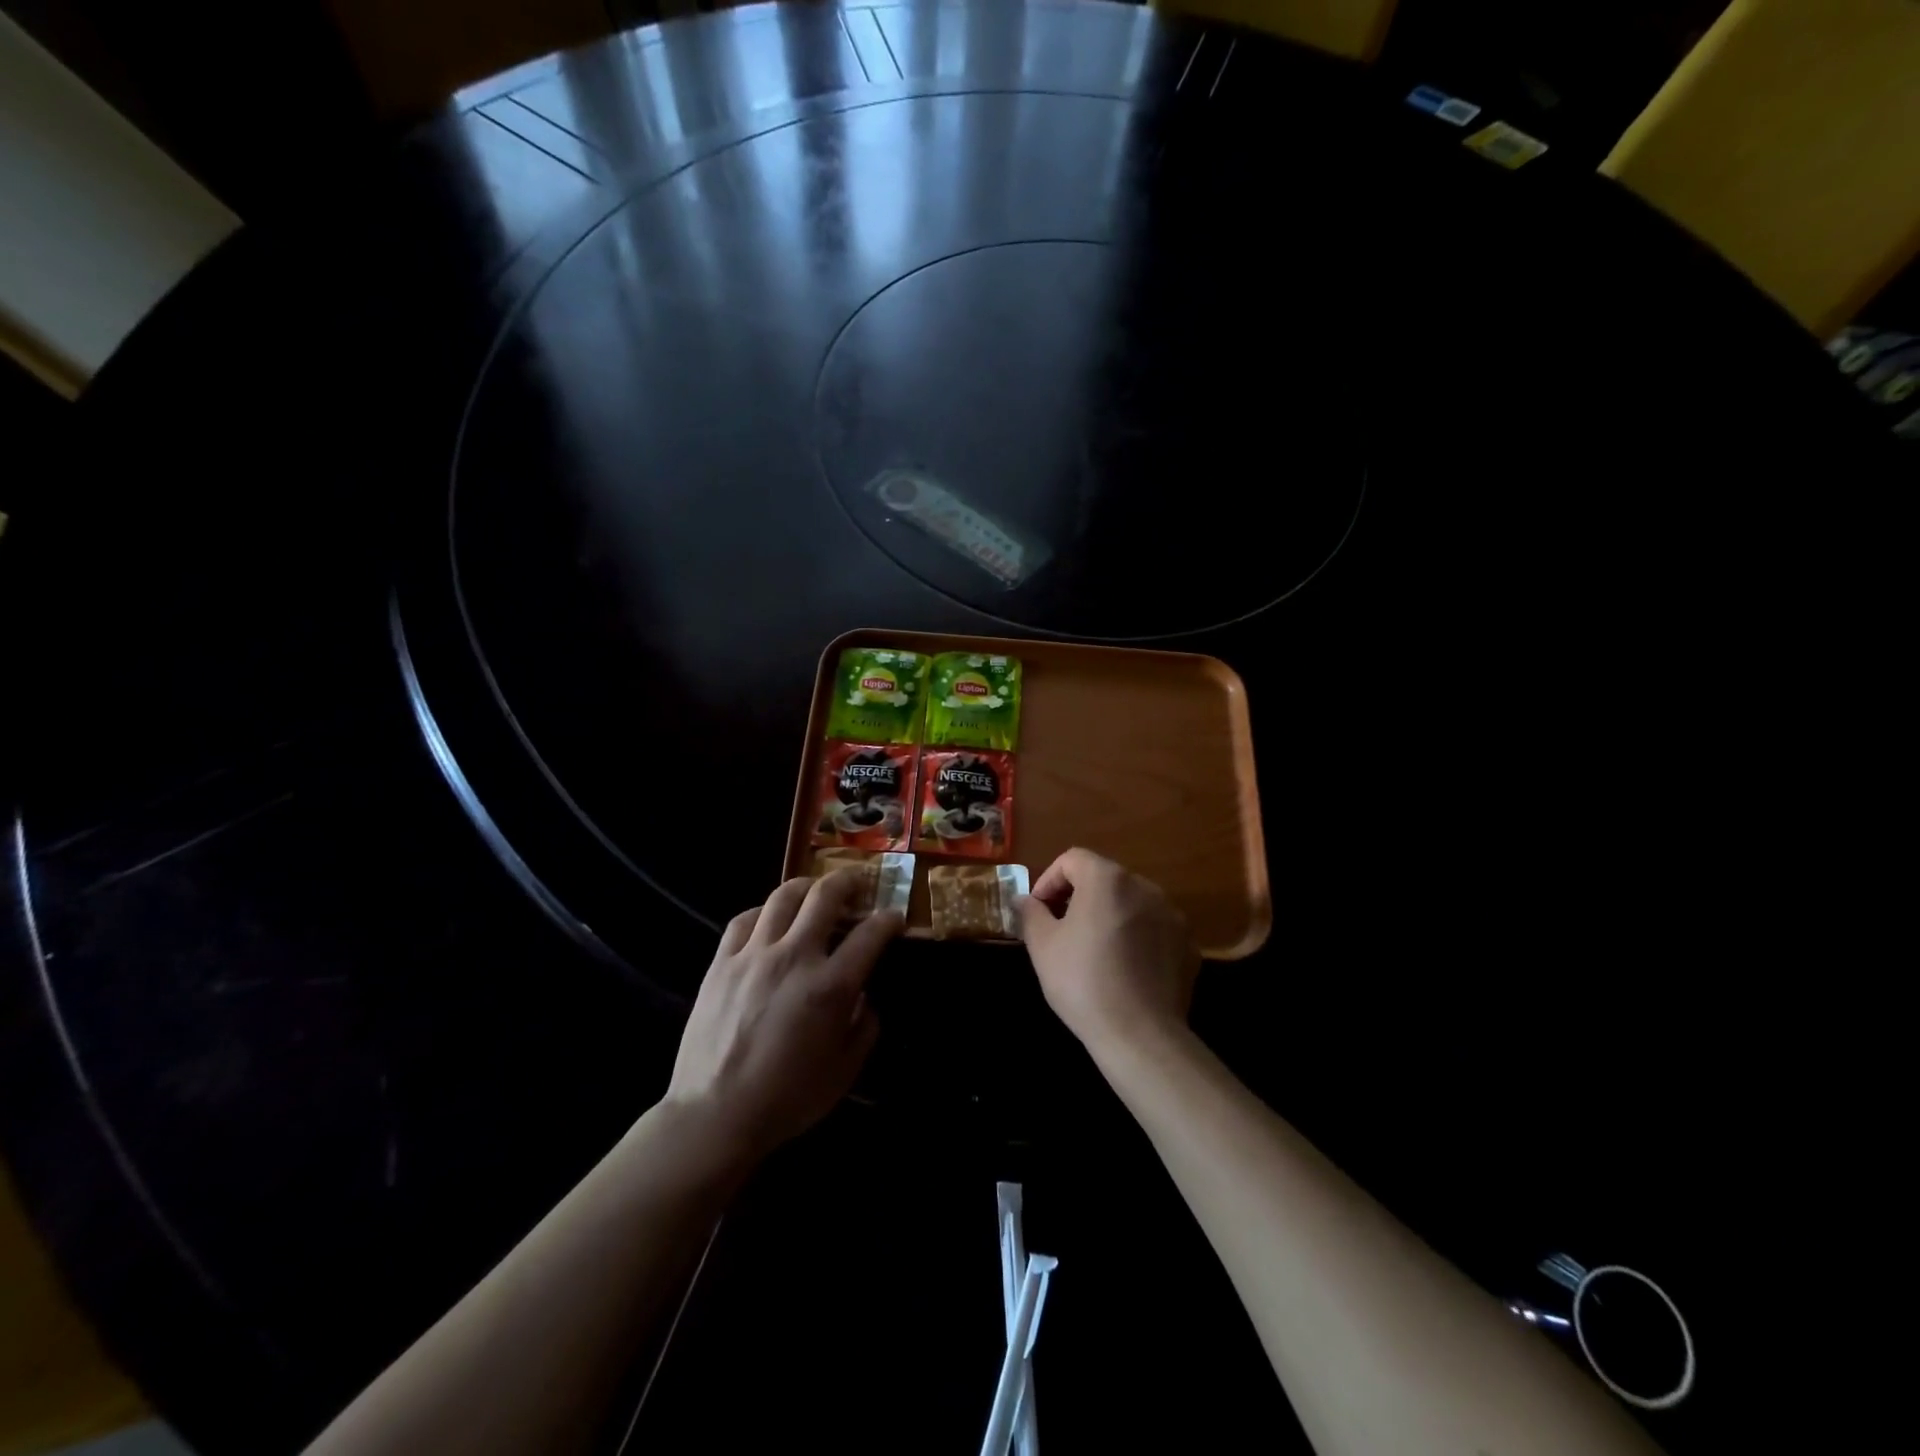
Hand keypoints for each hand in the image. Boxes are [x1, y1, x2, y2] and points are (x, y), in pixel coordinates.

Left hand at [665, 870, 899, 1162]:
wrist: (715, 1115)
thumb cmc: (787, 1098)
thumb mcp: (844, 1071)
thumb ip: (864, 1027)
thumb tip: (863, 999)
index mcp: (830, 986)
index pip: (870, 934)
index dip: (889, 921)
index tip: (894, 918)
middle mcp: (795, 957)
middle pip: (826, 896)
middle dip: (849, 881)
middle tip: (858, 883)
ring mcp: (754, 955)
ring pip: (783, 896)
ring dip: (807, 886)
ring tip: (815, 890)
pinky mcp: (722, 962)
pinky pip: (745, 918)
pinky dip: (764, 910)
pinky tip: (770, 918)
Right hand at [1017, 848, 1198, 1053]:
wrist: (1140, 1035)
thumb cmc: (1083, 981)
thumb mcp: (1042, 946)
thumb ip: (1031, 913)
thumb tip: (1025, 899)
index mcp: (1108, 879)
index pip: (1072, 859)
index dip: (1049, 880)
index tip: (1038, 910)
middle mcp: (1145, 887)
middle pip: (1104, 879)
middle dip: (1079, 897)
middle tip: (1061, 929)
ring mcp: (1172, 915)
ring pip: (1131, 903)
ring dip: (1109, 916)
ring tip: (1093, 950)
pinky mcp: (1188, 945)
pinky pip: (1154, 930)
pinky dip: (1137, 938)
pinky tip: (1124, 970)